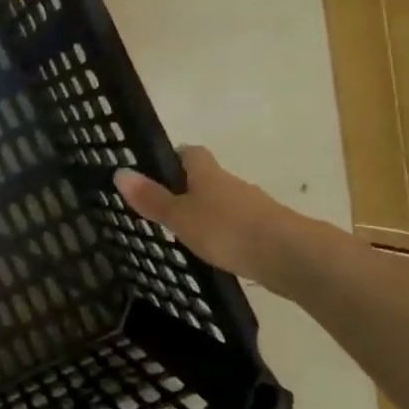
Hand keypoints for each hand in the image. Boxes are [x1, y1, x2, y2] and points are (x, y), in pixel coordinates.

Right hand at [115, 145, 327, 294]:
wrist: (289, 255)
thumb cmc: (227, 229)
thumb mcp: (180, 217)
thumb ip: (152, 199)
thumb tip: (119, 172)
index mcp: (208, 174)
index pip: (190, 153)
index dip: (174, 158)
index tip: (157, 172)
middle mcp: (232, 184)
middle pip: (208, 178)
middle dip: (188, 189)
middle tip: (165, 207)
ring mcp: (253, 207)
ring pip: (224, 202)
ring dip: (208, 212)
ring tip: (187, 234)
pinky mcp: (267, 230)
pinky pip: (239, 225)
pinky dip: (226, 233)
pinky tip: (217, 250)